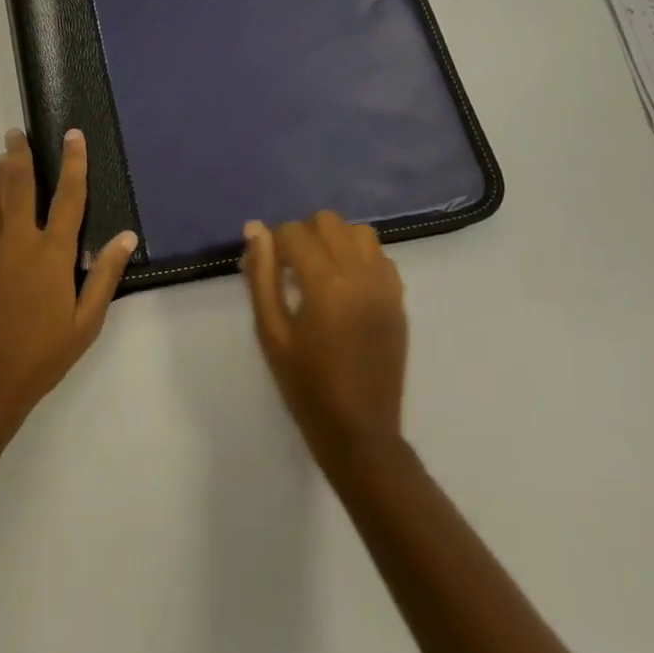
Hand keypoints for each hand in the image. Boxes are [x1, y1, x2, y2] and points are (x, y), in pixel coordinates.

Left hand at [0, 129, 137, 437]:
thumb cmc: (41, 356)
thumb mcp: (85, 322)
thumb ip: (104, 275)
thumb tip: (127, 236)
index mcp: (51, 254)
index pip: (68, 197)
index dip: (73, 163)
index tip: (72, 135)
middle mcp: (16, 241)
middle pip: (20, 186)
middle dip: (21, 155)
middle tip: (17, 133)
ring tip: (2, 155)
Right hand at [241, 212, 408, 469]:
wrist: (359, 431)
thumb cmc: (306, 385)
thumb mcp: (271, 332)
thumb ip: (262, 276)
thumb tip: (254, 229)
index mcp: (325, 284)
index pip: (294, 232)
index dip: (274, 244)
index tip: (267, 269)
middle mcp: (360, 275)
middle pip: (328, 221)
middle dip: (304, 235)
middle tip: (291, 269)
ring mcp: (385, 286)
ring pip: (359, 232)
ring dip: (335, 241)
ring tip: (320, 272)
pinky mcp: (399, 300)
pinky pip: (381, 257)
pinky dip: (360, 258)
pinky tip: (346, 286)